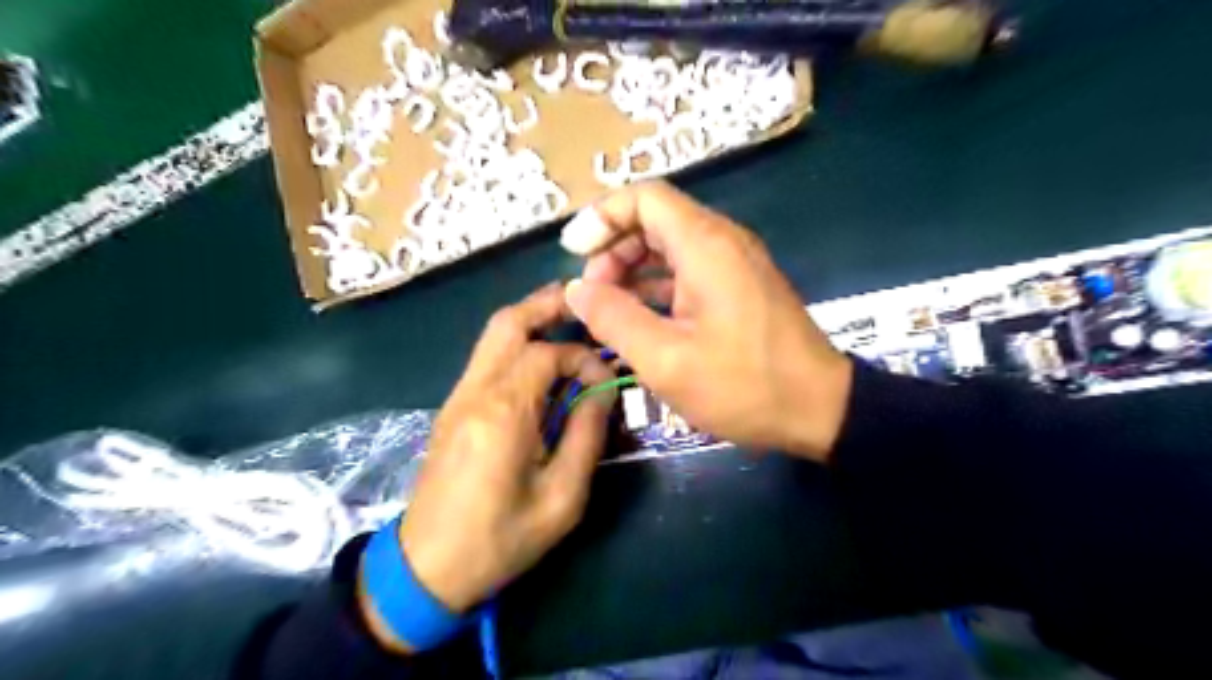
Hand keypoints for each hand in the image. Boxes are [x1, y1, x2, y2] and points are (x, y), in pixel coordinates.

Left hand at [361, 284, 617, 649]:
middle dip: (548, 305)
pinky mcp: (453, 407)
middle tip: (585, 304)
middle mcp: (476, 391)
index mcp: (504, 413)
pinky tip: (543, 362)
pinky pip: (487, 358)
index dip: (584, 357)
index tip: (606, 381)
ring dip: (531, 321)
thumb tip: (602, 392)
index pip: (548, 354)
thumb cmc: (500, 539)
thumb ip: (586, 437)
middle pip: (508, 322)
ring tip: (569, 323)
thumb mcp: (561, 499)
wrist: (426, 567)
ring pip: (493, 335)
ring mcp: (458, 396)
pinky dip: (517, 345)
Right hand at [561, 180, 849, 460]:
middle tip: (591, 292)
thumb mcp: (666, 360)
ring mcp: (735, 263)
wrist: (821, 409)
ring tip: (608, 307)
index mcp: (705, 246)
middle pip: (655, 218)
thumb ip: (614, 319)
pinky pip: (689, 268)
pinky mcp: (741, 286)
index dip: (602, 217)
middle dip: (614, 247)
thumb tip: (575, 290)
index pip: (644, 198)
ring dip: (633, 267)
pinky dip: (658, 283)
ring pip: (671, 245)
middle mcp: (723, 241)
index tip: (573, 253)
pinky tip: (639, 316)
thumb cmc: (744, 386)